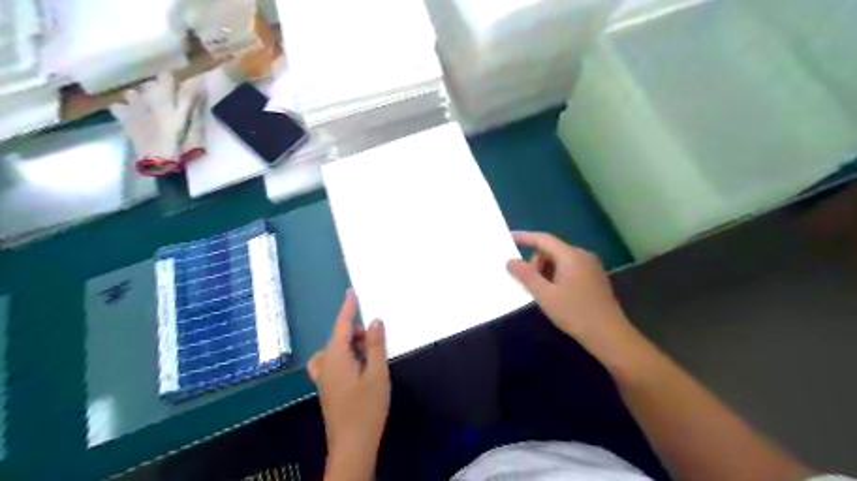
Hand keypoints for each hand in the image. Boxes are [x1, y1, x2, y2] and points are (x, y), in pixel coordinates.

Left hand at [310, 290, 390, 454]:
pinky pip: (331, 361)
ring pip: (335, 349)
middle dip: (356, 333)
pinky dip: (343, 356)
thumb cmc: (367, 407)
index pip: (342, 325)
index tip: (351, 291)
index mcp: (336, 356)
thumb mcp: (377, 373)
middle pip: (339, 337)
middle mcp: (325, 363)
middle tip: (376, 344)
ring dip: (351, 345)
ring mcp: (323, 377)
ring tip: (368, 356)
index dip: (348, 307)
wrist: (352, 444)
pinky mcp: (326, 387)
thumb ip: (375, 344)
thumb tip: (374, 321)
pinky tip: (355, 367)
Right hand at [504, 233, 637, 363]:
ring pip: (560, 261)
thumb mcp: (545, 295)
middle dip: (536, 263)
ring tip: (543, 293)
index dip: (525, 237)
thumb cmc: (575, 313)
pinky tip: (555, 294)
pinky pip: (569, 268)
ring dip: (546, 271)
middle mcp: (582, 255)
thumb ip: (526, 276)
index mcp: (571, 256)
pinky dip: (556, 276)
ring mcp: (591, 266)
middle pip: (551, 250)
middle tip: (529, 284)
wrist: (610, 335)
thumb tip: (510, 261)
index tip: (509, 238)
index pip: (543, 239)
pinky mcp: (594, 278)